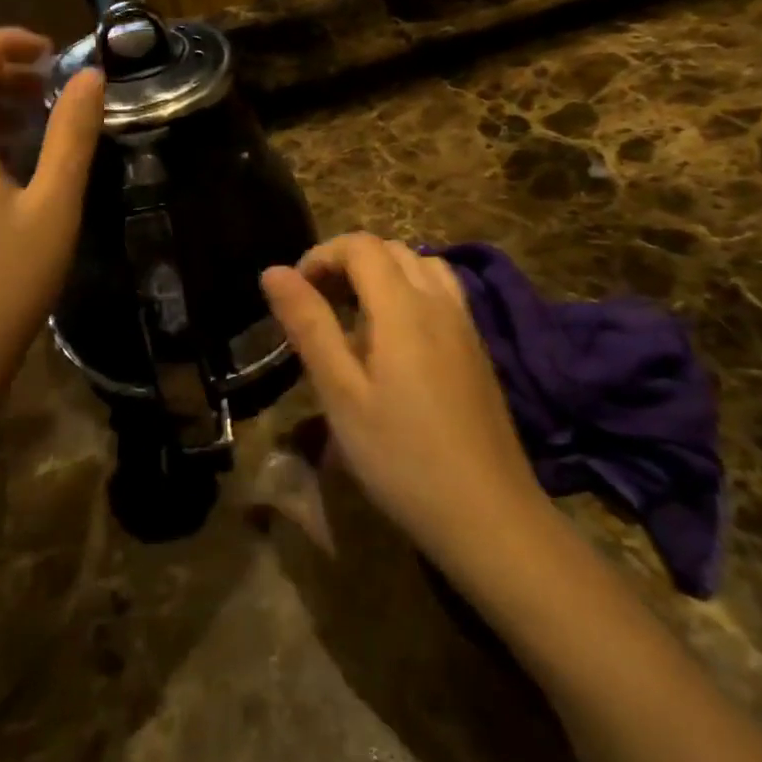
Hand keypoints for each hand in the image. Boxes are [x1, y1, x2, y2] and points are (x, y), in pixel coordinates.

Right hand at [261, 234, 547, 583]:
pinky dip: (410, 292)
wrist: (489, 515)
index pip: (360, 246)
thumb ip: (309, 325)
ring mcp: (465, 324)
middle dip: (348, 262)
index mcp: (403, 307)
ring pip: (422, 266)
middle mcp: (439, 302)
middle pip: (391, 250)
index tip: (296, 293)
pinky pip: (442, 293)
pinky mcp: (478, 349)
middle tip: (318, 304)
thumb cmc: (401, 457)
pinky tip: (395, 341)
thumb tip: (273, 271)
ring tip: (355, 315)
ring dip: (382, 274)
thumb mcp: (341, 394)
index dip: (321, 256)